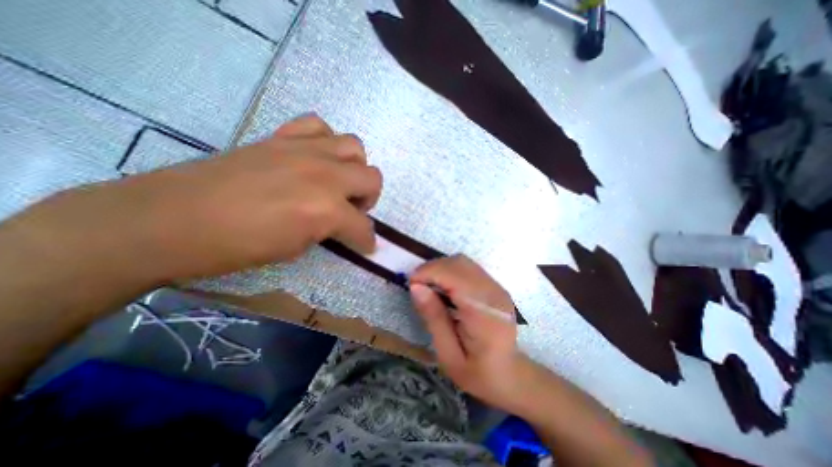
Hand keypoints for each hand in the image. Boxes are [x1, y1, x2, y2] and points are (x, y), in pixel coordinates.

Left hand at [14, 115, 382, 281]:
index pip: (363, 227)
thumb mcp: (295, 249)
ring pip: (354, 146)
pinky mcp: (282, 137)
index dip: (368, 240)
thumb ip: (326, 231)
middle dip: (369, 198)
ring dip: (354, 167)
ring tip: (339, 181)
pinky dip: (326, 141)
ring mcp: (304, 150)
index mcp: (326, 209)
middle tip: (353, 210)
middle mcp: (324, 175)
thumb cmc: (236, 246)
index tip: (367, 246)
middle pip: (372, 178)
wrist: (172, 219)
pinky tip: (316, 157)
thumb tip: (337, 226)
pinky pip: (319, 126)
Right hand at [409, 255, 525, 412]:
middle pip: (459, 263)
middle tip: (416, 285)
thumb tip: (415, 287)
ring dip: (440, 267)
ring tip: (427, 284)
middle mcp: (494, 293)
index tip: (410, 283)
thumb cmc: (478, 374)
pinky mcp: (495, 285)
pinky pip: (468, 267)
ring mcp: (497, 287)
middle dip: (432, 268)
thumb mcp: (448, 355)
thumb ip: (433, 318)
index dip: (429, 272)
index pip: (454, 276)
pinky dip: (450, 270)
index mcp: (484, 314)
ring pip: (463, 261)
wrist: (512, 375)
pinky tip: (442, 286)